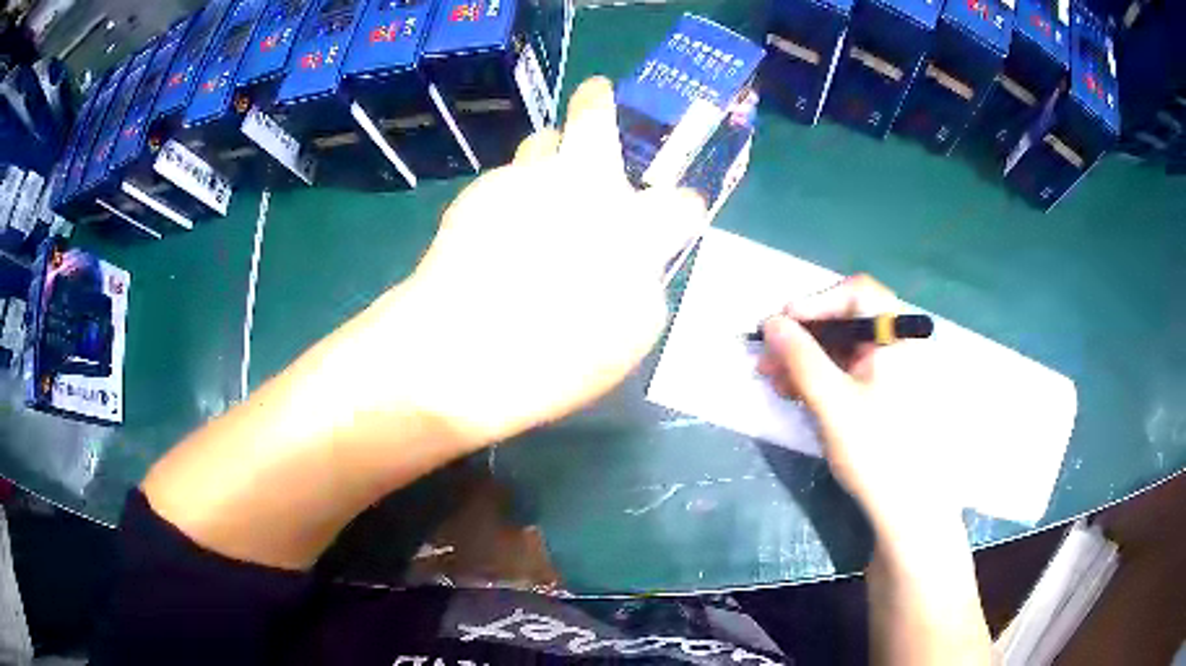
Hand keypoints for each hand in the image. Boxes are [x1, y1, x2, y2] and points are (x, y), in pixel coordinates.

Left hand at [323, 77, 705, 449]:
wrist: (458, 350)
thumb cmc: (556, 357)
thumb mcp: (627, 338)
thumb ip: (642, 286)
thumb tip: (636, 264)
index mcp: (635, 228)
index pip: (681, 204)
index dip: (682, 209)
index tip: (674, 215)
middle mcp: (585, 187)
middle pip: (596, 117)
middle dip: (600, 104)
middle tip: (598, 100)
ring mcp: (526, 180)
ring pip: (542, 142)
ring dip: (550, 156)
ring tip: (541, 188)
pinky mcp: (480, 191)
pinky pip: (506, 181)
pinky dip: (512, 197)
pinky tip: (496, 235)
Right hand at [756, 275, 955, 530]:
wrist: (906, 508)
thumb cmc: (876, 451)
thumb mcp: (833, 402)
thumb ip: (801, 358)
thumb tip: (771, 322)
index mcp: (899, 337)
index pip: (858, 293)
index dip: (816, 302)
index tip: (781, 324)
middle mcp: (899, 345)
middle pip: (847, 320)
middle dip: (803, 336)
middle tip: (767, 356)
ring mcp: (892, 371)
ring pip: (843, 347)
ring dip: (805, 358)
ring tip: (772, 378)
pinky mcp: (883, 393)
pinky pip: (848, 371)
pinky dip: (819, 376)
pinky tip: (794, 390)